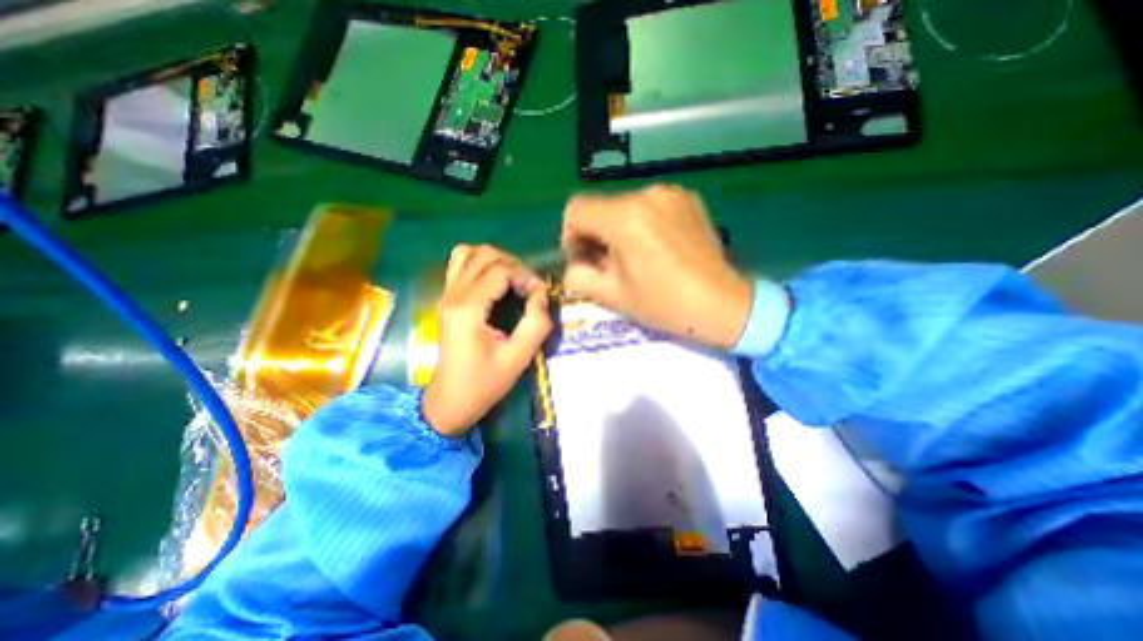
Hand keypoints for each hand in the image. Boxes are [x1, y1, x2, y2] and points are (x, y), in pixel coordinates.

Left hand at [427, 243, 556, 435]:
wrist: (450, 401)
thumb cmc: (484, 383)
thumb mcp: (518, 359)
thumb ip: (536, 325)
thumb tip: (542, 295)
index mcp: (468, 309)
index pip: (500, 270)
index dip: (525, 275)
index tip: (541, 293)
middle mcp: (453, 295)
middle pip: (485, 255)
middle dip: (514, 265)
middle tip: (530, 287)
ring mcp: (446, 295)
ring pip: (469, 253)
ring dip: (496, 260)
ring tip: (514, 279)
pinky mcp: (446, 299)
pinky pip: (460, 265)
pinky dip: (481, 264)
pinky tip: (495, 282)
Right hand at [562, 183, 755, 349]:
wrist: (723, 304)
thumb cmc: (664, 304)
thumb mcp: (612, 296)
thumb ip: (578, 275)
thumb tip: (575, 262)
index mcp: (625, 218)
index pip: (576, 209)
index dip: (571, 235)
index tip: (585, 259)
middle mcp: (647, 194)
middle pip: (601, 207)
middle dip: (596, 235)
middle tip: (610, 264)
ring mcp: (671, 193)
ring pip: (624, 206)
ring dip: (619, 229)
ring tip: (637, 257)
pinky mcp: (688, 198)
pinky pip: (649, 206)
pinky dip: (642, 223)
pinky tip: (658, 248)